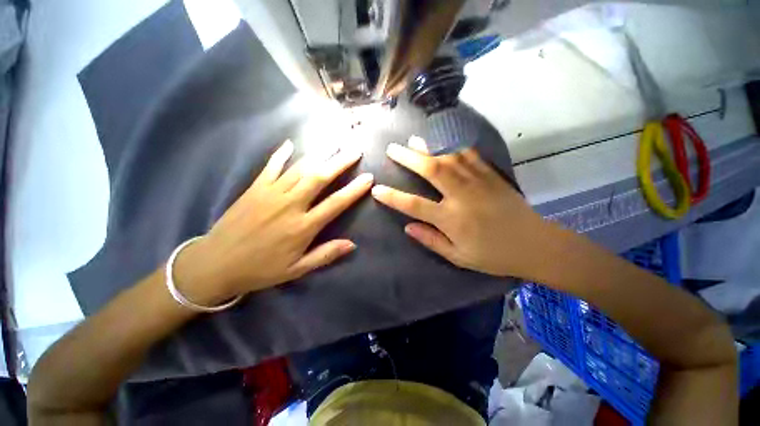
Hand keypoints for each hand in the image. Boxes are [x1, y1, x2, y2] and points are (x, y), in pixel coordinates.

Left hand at [175, 140, 372, 304]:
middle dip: (340, 162)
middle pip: (319, 177)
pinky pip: (271, 166)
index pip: (336, 203)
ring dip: (319, 154)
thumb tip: (352, 244)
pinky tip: (290, 144)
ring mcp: (271, 193)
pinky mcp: (254, 188)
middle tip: (355, 150)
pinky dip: (281, 154)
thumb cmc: (261, 269)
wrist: (215, 264)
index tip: (368, 177)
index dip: (354, 189)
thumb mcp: (296, 270)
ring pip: (300, 168)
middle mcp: (290, 205)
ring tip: (334, 143)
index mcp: (303, 226)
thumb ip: (325, 255)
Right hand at [371, 136, 546, 278]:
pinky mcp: (491, 176)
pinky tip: (444, 143)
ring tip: (414, 140)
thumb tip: (408, 227)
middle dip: (409, 158)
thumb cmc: (493, 255)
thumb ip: (431, 240)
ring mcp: (478, 182)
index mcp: (451, 219)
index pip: (414, 205)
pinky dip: (454, 147)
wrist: (534, 245)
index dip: (393, 197)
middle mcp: (461, 196)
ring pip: (449, 158)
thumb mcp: (458, 256)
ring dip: (429, 148)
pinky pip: (470, 156)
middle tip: (393, 149)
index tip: (377, 189)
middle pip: (431, 170)